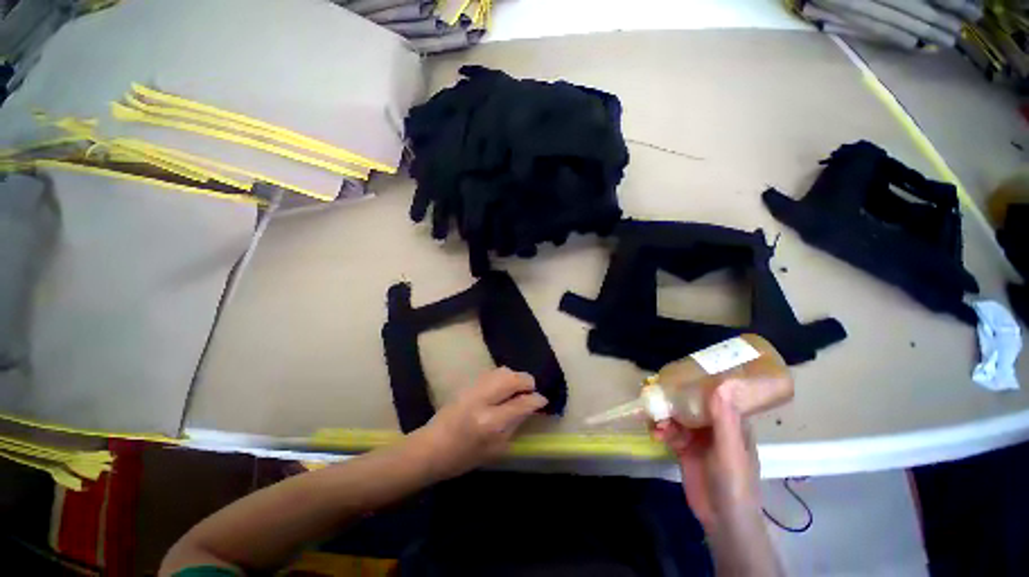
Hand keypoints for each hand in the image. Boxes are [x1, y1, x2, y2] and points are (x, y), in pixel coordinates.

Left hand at [410, 367, 546, 479]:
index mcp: (491, 422)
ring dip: (515, 378)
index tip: (543, 400)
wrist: (431, 447)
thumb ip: (515, 425)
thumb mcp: (495, 449)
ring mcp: (474, 388)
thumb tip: (530, 407)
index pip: (521, 403)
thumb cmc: (463, 457)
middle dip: (527, 382)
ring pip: (504, 371)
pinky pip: (493, 372)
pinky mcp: (468, 383)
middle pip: (513, 378)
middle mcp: (483, 399)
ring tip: (518, 390)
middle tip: (530, 393)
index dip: (536, 400)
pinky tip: (504, 388)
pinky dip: (504, 377)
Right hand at [653, 383, 760, 529]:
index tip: (681, 374)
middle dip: (674, 401)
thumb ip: (724, 419)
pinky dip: (661, 431)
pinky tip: (655, 434)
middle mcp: (714, 427)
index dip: (700, 384)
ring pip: (677, 417)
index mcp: (732, 423)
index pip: (717, 396)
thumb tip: (721, 384)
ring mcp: (697, 438)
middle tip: (657, 397)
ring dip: (665, 417)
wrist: (721, 519)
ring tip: (656, 424)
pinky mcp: (683, 448)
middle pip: (691, 405)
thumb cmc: (734, 482)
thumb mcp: (729, 450)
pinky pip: (669, 432)